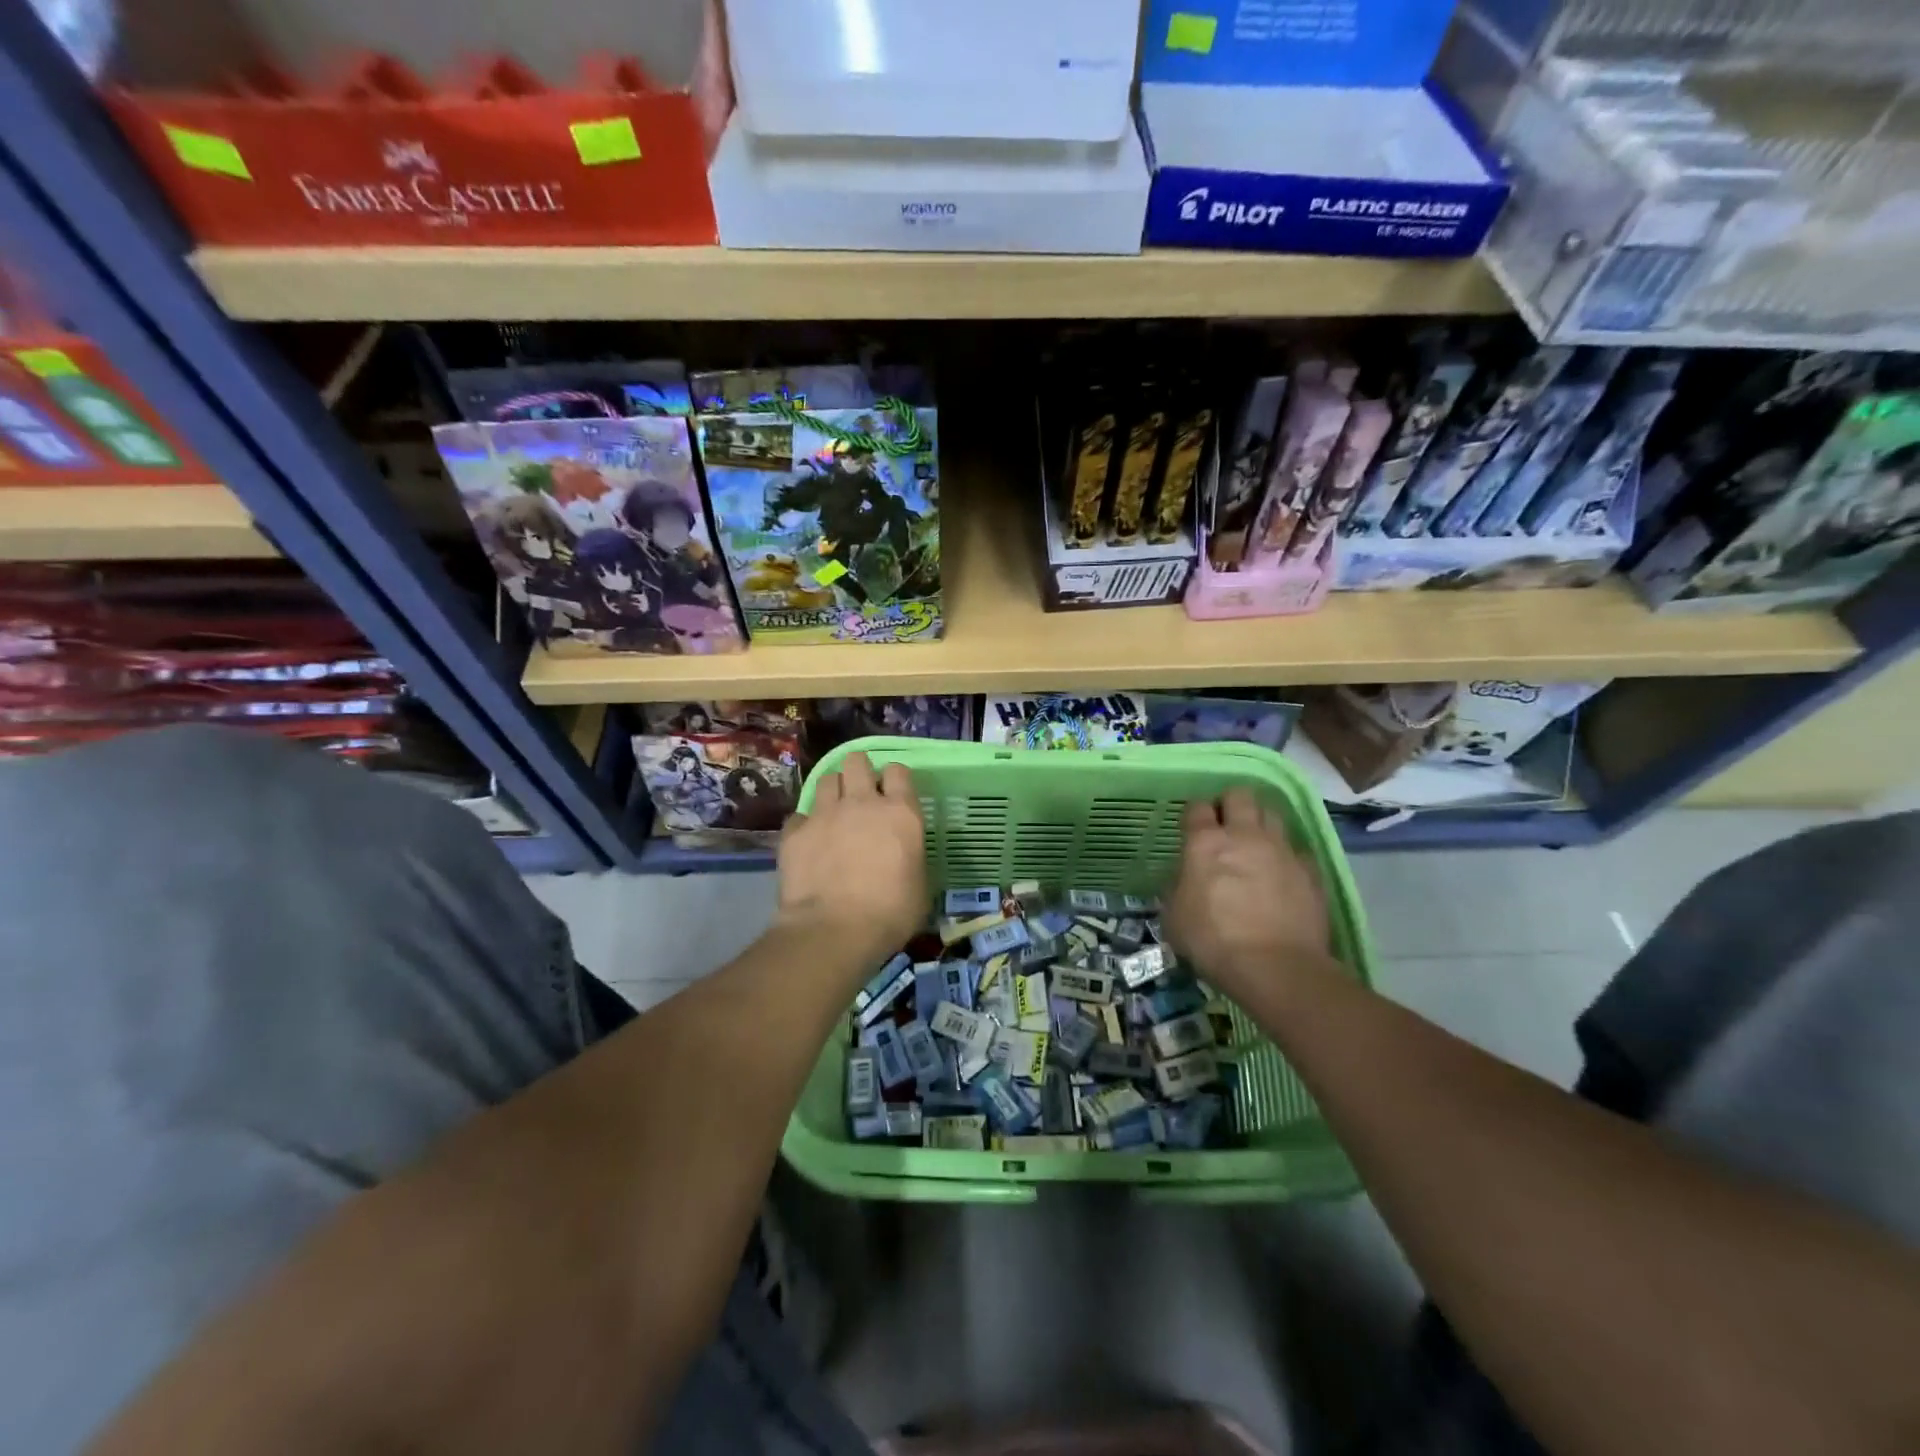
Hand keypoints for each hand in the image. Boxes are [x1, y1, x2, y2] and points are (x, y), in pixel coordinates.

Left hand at [775, 752, 925, 967]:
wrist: (833, 931)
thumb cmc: (890, 913)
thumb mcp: (920, 887)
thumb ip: (912, 859)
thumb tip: (905, 858)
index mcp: (900, 813)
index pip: (898, 771)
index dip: (894, 778)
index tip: (893, 792)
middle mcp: (862, 803)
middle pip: (857, 761)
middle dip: (858, 770)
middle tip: (860, 791)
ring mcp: (825, 814)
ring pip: (826, 779)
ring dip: (832, 790)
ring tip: (834, 810)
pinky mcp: (794, 831)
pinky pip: (799, 815)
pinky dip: (805, 824)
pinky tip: (808, 840)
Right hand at [1162, 788, 1333, 1000]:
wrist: (1276, 967)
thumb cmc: (1213, 941)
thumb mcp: (1174, 917)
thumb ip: (1178, 889)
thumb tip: (1185, 881)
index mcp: (1205, 843)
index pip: (1197, 807)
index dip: (1194, 814)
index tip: (1192, 827)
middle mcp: (1244, 836)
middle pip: (1240, 796)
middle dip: (1231, 804)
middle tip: (1225, 825)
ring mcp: (1281, 850)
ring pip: (1273, 814)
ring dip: (1261, 823)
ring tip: (1255, 843)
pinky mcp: (1310, 870)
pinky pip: (1297, 850)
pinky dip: (1287, 856)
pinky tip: (1282, 874)